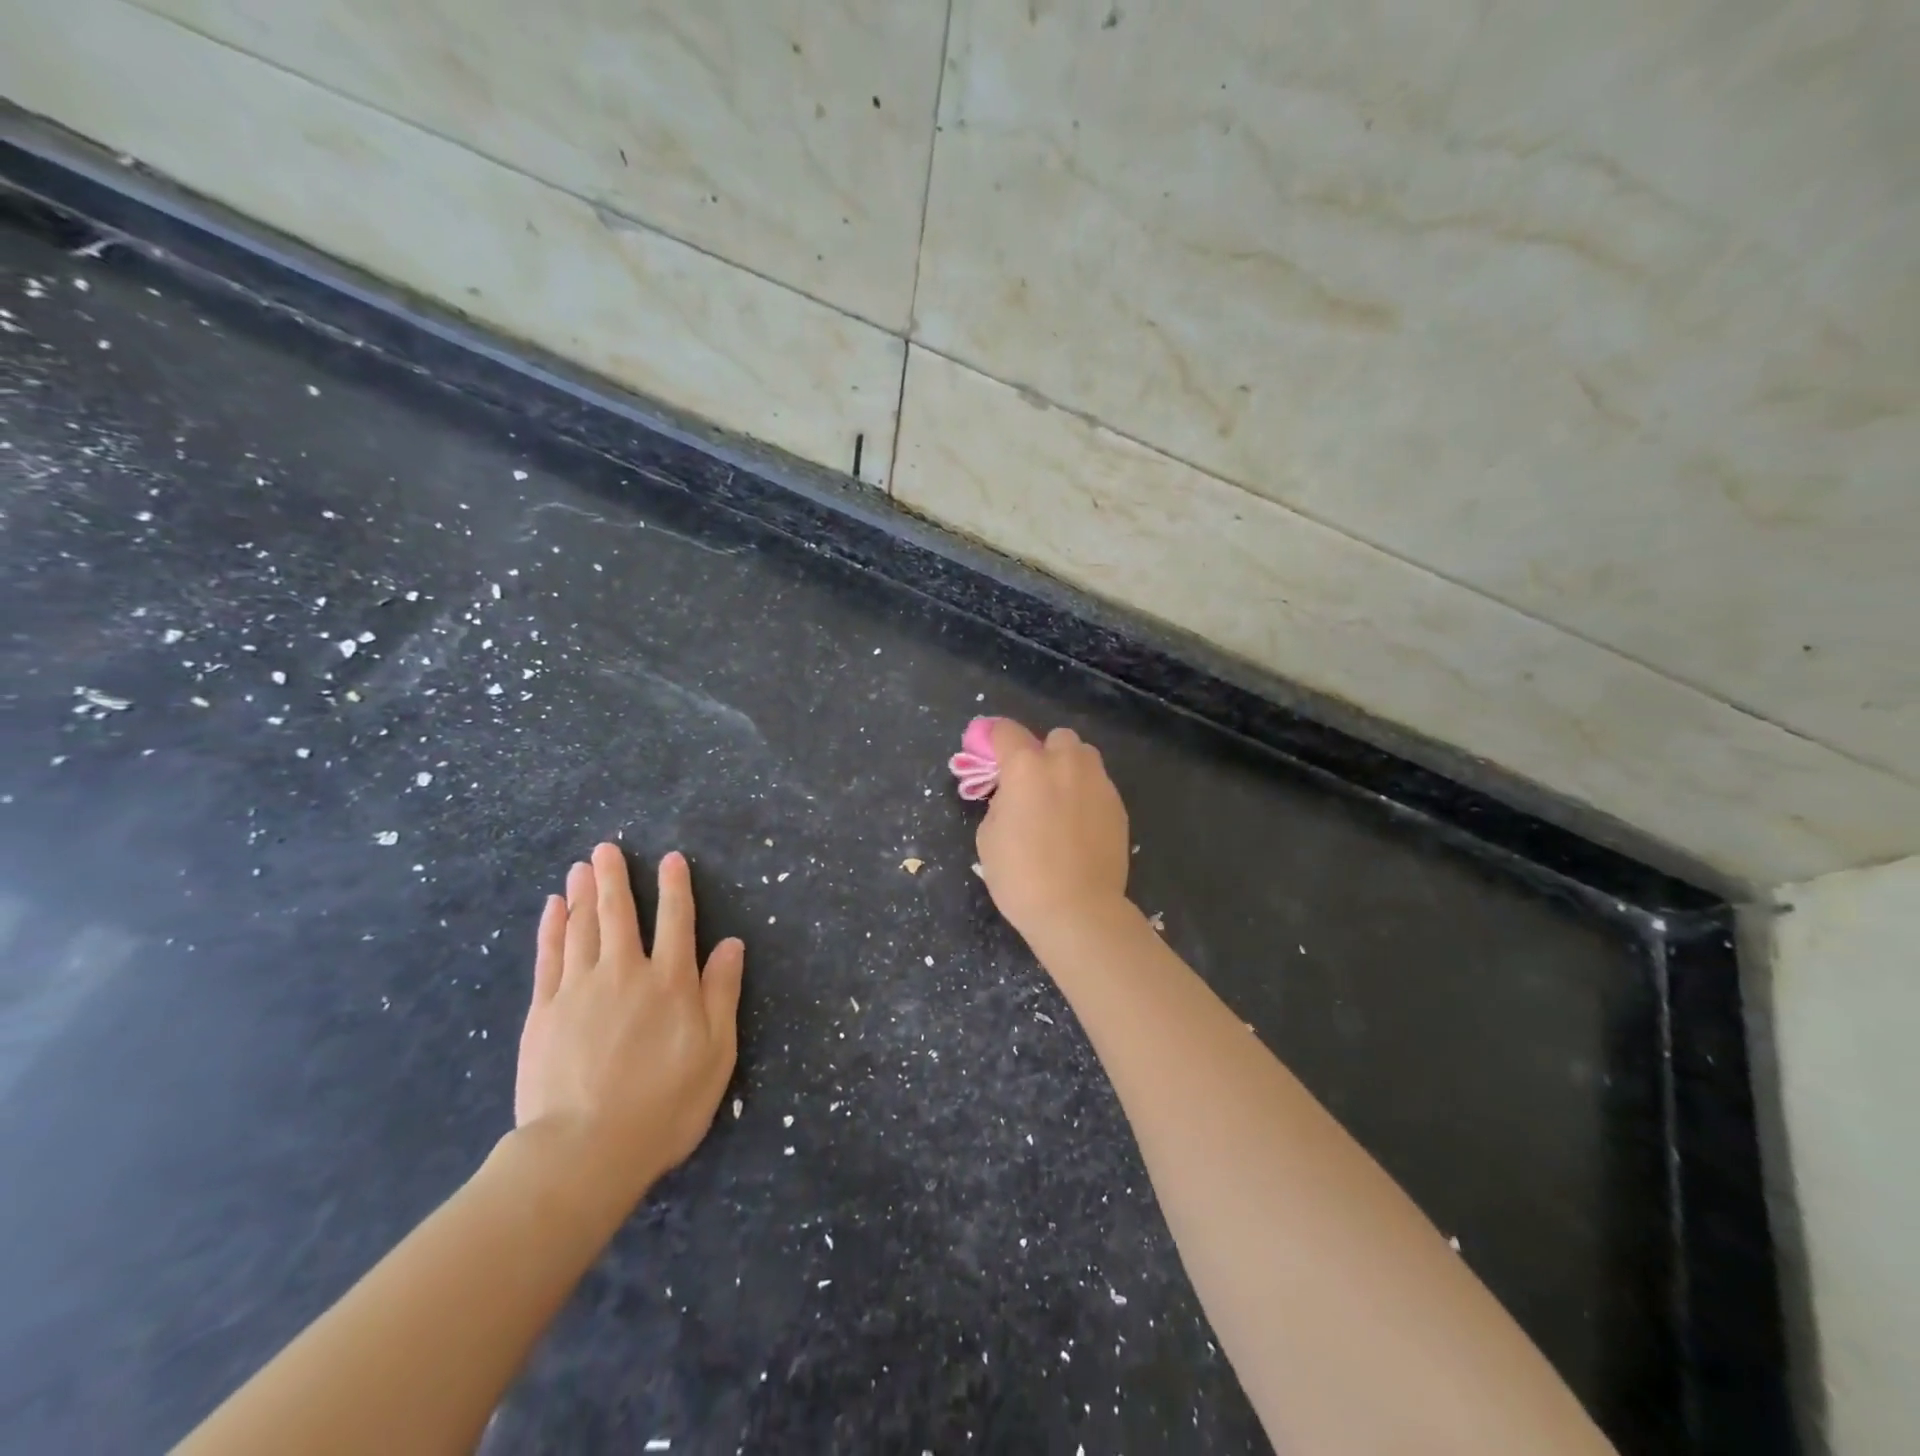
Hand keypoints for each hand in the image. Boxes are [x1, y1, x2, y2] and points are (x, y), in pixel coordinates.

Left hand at [514, 843, 743, 1203]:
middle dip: (614, 878)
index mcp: (670, 982)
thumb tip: (731, 945)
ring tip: (581, 867)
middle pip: (620, 914)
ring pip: (582, 928)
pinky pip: (549, 957)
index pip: (676, 920)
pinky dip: (552, 928)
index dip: (675, 887)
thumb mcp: (715, 1053)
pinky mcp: (544, 1011)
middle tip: (606, 849)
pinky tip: (553, 909)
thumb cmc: (664, 1105)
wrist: (584, 1151)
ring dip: (582, 894)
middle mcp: (625, 973)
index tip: (671, 859)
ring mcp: (579, 989)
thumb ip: (722, 993)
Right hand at [976, 719, 1131, 939]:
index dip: (992, 738)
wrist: (1078, 909)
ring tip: (1060, 800)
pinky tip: (1079, 825)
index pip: (1005, 731)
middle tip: (1031, 784)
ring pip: (1083, 756)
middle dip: (1041, 753)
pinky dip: (1086, 794)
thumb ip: (1000, 802)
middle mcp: (1065, 763)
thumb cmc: (1021, 876)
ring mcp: (1097, 782)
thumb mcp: (988, 837)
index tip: (988, 752)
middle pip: (1054, 737)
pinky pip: (1098, 785)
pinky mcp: (1118, 805)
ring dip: (1069, 768)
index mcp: (1026, 767)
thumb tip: (1014, 796)